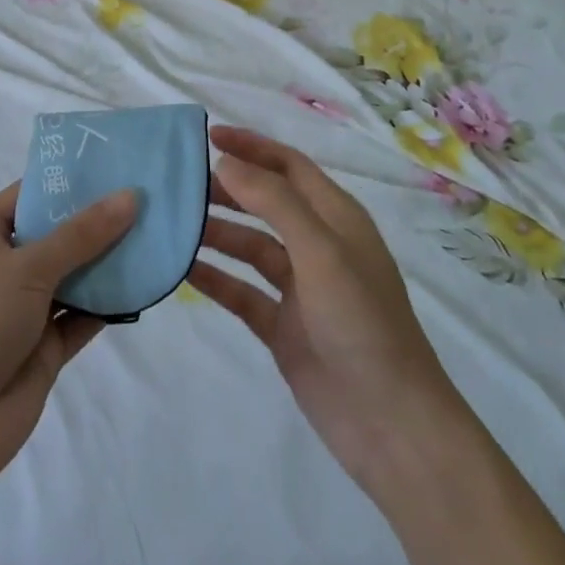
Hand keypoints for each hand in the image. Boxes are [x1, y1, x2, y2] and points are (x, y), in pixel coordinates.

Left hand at [0, 182, 137, 490]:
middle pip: (56, 233)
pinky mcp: (44, 345)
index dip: (71, 180)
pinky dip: (108, 303)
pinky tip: (144, 286)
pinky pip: (81, 314)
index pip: (32, 194)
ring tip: (155, 234)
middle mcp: (3, 264)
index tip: (117, 165)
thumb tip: (129, 196)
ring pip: (73, 274)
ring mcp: (24, 306)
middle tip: (147, 197)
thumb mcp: (28, 266)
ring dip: (107, 262)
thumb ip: (82, 234)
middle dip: (97, 220)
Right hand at [189, 127, 460, 495]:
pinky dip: (214, 277)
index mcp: (335, 218)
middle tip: (179, 182)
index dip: (251, 146)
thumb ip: (273, 202)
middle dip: (226, 188)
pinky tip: (181, 269)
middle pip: (264, 202)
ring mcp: (299, 289)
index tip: (206, 136)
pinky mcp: (283, 327)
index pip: (288, 165)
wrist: (393, 427)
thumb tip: (225, 162)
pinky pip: (241, 291)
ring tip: (172, 222)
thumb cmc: (362, 323)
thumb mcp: (321, 251)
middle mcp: (317, 246)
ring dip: (215, 232)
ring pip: (249, 245)